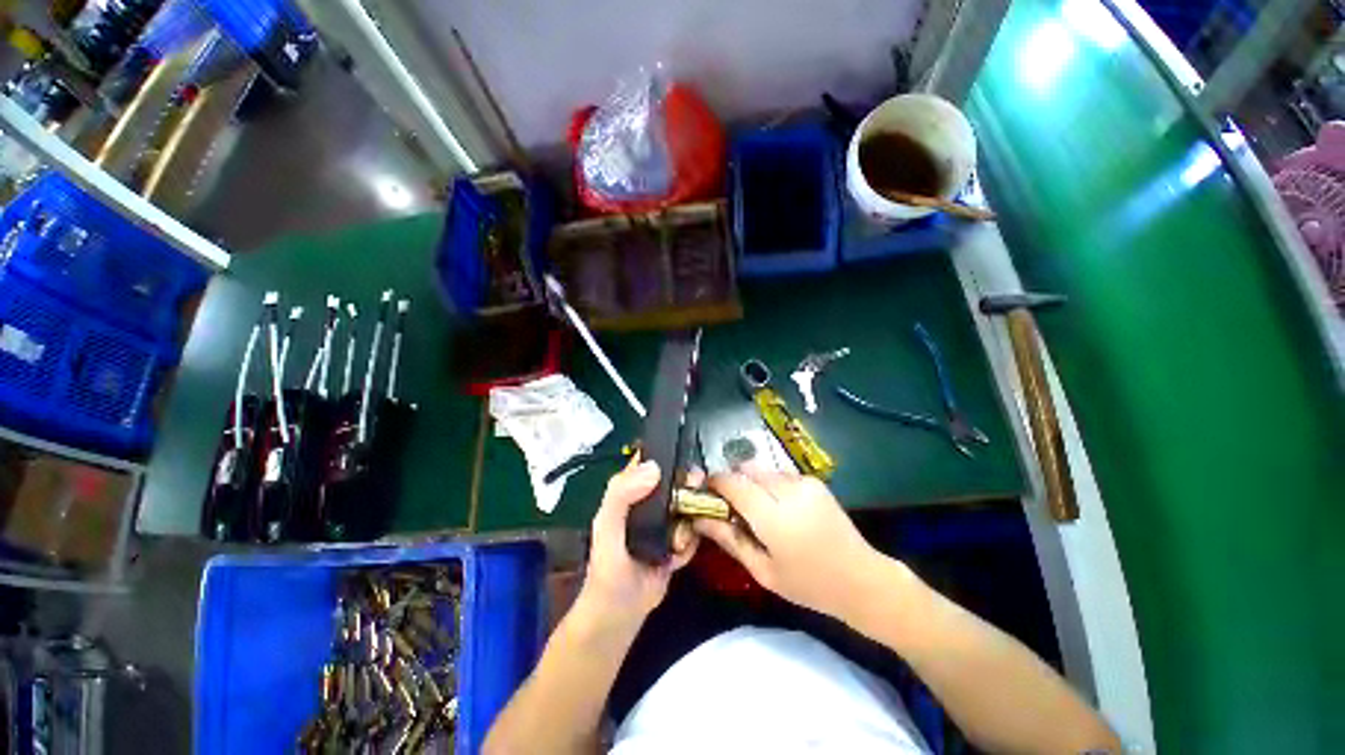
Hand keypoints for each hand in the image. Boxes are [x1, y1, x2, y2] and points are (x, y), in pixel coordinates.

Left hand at [578, 459, 697, 627]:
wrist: (620, 616)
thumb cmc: (607, 569)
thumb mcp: (607, 528)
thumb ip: (621, 496)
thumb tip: (654, 467)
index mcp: (628, 493)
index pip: (646, 462)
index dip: (663, 452)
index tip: (684, 451)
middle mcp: (647, 502)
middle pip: (674, 480)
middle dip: (687, 484)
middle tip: (696, 489)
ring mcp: (664, 522)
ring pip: (688, 504)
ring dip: (691, 517)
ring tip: (678, 538)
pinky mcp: (677, 541)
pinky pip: (693, 532)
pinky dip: (690, 542)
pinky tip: (676, 557)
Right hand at [695, 468, 883, 619]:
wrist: (861, 579)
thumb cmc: (808, 584)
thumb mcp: (763, 570)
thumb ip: (729, 539)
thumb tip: (699, 519)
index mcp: (773, 517)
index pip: (733, 483)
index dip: (715, 482)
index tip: (707, 492)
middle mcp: (787, 491)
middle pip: (746, 469)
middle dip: (733, 480)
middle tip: (731, 504)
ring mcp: (804, 482)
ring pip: (763, 470)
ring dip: (752, 482)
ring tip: (758, 508)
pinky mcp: (814, 481)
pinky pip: (781, 474)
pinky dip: (771, 484)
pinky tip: (780, 507)